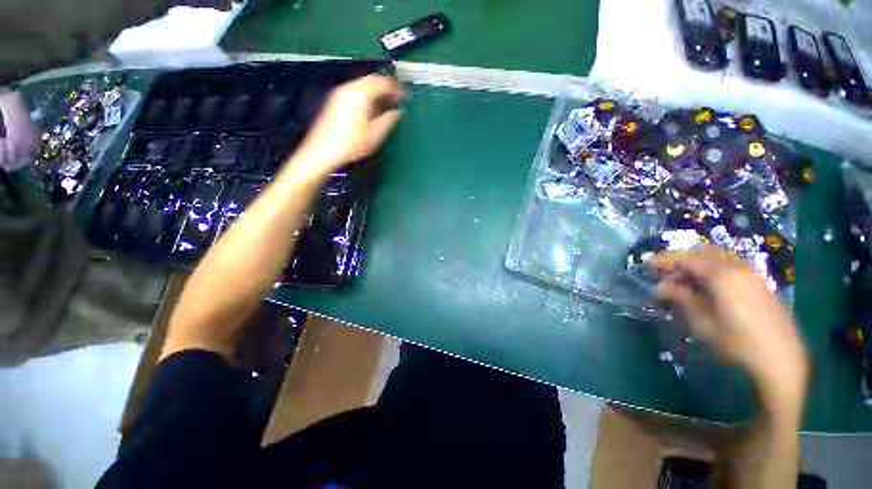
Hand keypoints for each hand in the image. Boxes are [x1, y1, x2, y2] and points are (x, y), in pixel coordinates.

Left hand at [292, 75, 404, 176]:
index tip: (406, 96)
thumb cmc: (351, 145)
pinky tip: (373, 108)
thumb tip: (400, 111)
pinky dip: (368, 96)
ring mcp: (340, 93)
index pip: (382, 83)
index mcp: (360, 94)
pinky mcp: (336, 101)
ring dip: (377, 92)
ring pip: (364, 85)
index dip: (396, 88)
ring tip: (388, 104)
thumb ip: (389, 120)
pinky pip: (356, 91)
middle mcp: (349, 88)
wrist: (322, 152)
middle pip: (372, 80)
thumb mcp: (375, 135)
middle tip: (398, 99)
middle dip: (387, 88)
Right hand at [650, 246, 808, 411]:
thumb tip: (660, 287)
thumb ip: (681, 299)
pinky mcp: (761, 286)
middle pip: (705, 253)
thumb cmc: (737, 345)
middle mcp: (740, 269)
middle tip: (665, 274)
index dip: (665, 260)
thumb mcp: (702, 323)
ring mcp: (754, 276)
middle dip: (682, 260)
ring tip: (684, 282)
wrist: (781, 364)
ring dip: (698, 264)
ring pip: (720, 258)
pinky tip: (706, 288)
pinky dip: (713, 270)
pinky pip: (732, 267)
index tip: (647, 265)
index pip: (688, 259)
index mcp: (724, 276)